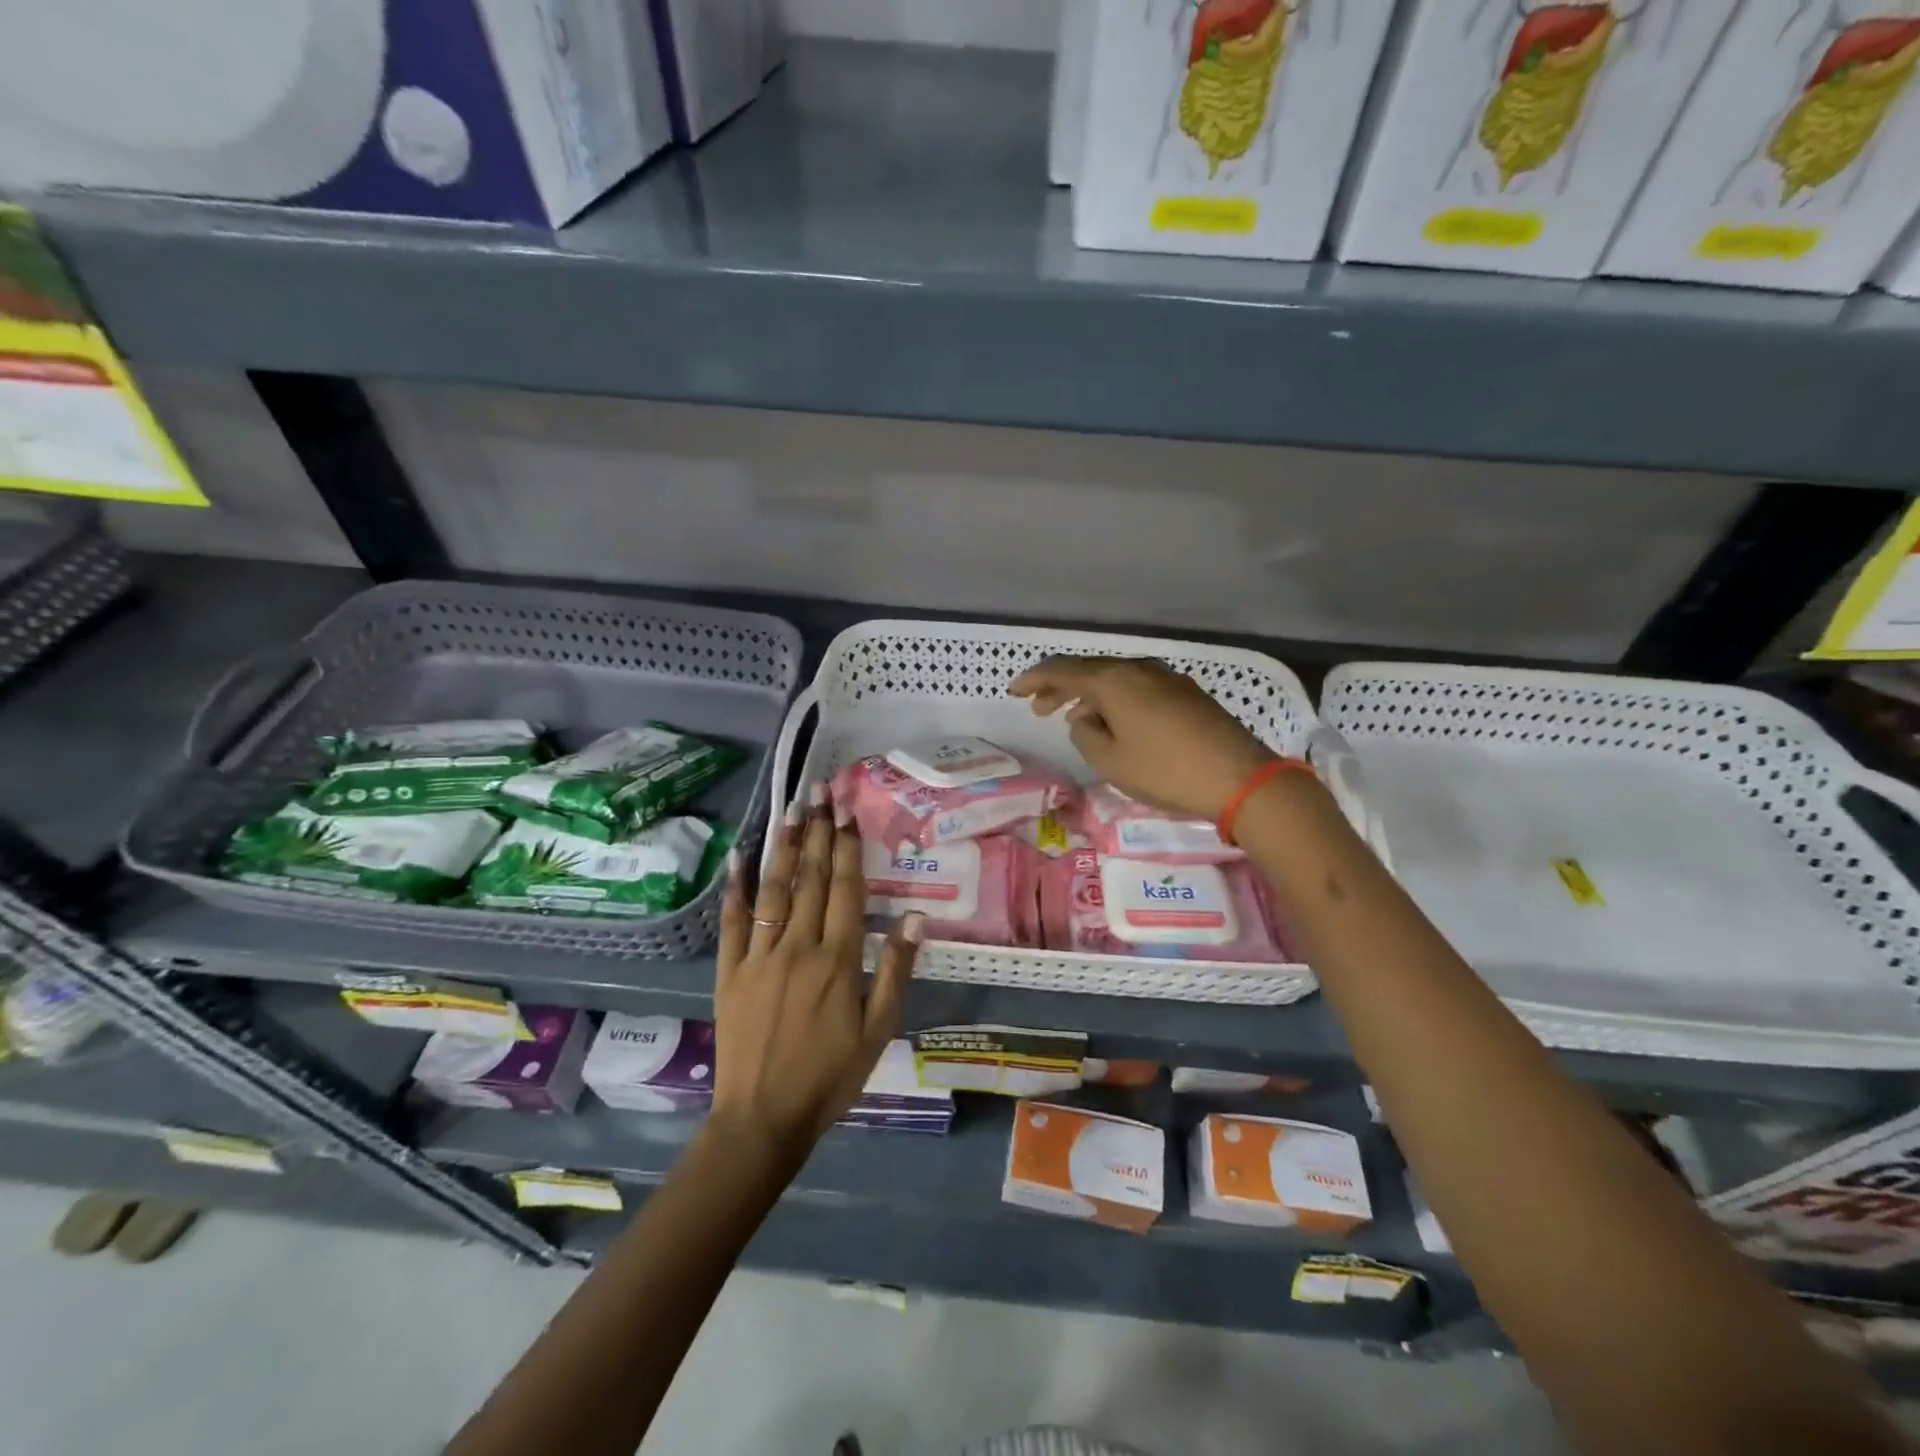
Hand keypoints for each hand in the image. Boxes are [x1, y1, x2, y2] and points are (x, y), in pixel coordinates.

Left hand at [712, 794, 923, 1168]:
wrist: (763, 1118)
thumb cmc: (830, 1076)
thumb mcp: (878, 1030)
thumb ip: (895, 971)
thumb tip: (914, 918)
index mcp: (838, 960)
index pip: (844, 889)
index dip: (846, 847)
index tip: (847, 811)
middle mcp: (798, 947)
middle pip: (809, 879)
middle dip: (816, 832)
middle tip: (819, 792)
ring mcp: (759, 957)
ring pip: (773, 890)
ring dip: (783, 846)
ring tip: (790, 809)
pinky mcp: (729, 972)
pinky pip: (732, 922)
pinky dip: (736, 888)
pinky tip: (739, 857)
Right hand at [1010, 656, 1275, 820]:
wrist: (1239, 778)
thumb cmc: (1165, 770)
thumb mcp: (1111, 761)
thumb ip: (1086, 735)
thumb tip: (1085, 719)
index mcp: (1115, 680)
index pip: (1063, 670)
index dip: (1035, 679)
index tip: (1014, 691)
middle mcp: (1139, 669)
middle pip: (1090, 670)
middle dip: (1061, 687)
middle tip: (1039, 709)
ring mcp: (1167, 678)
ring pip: (1116, 679)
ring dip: (1090, 696)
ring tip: (1075, 719)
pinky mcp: (1186, 694)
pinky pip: (1138, 688)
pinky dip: (1117, 700)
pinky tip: (1117, 722)